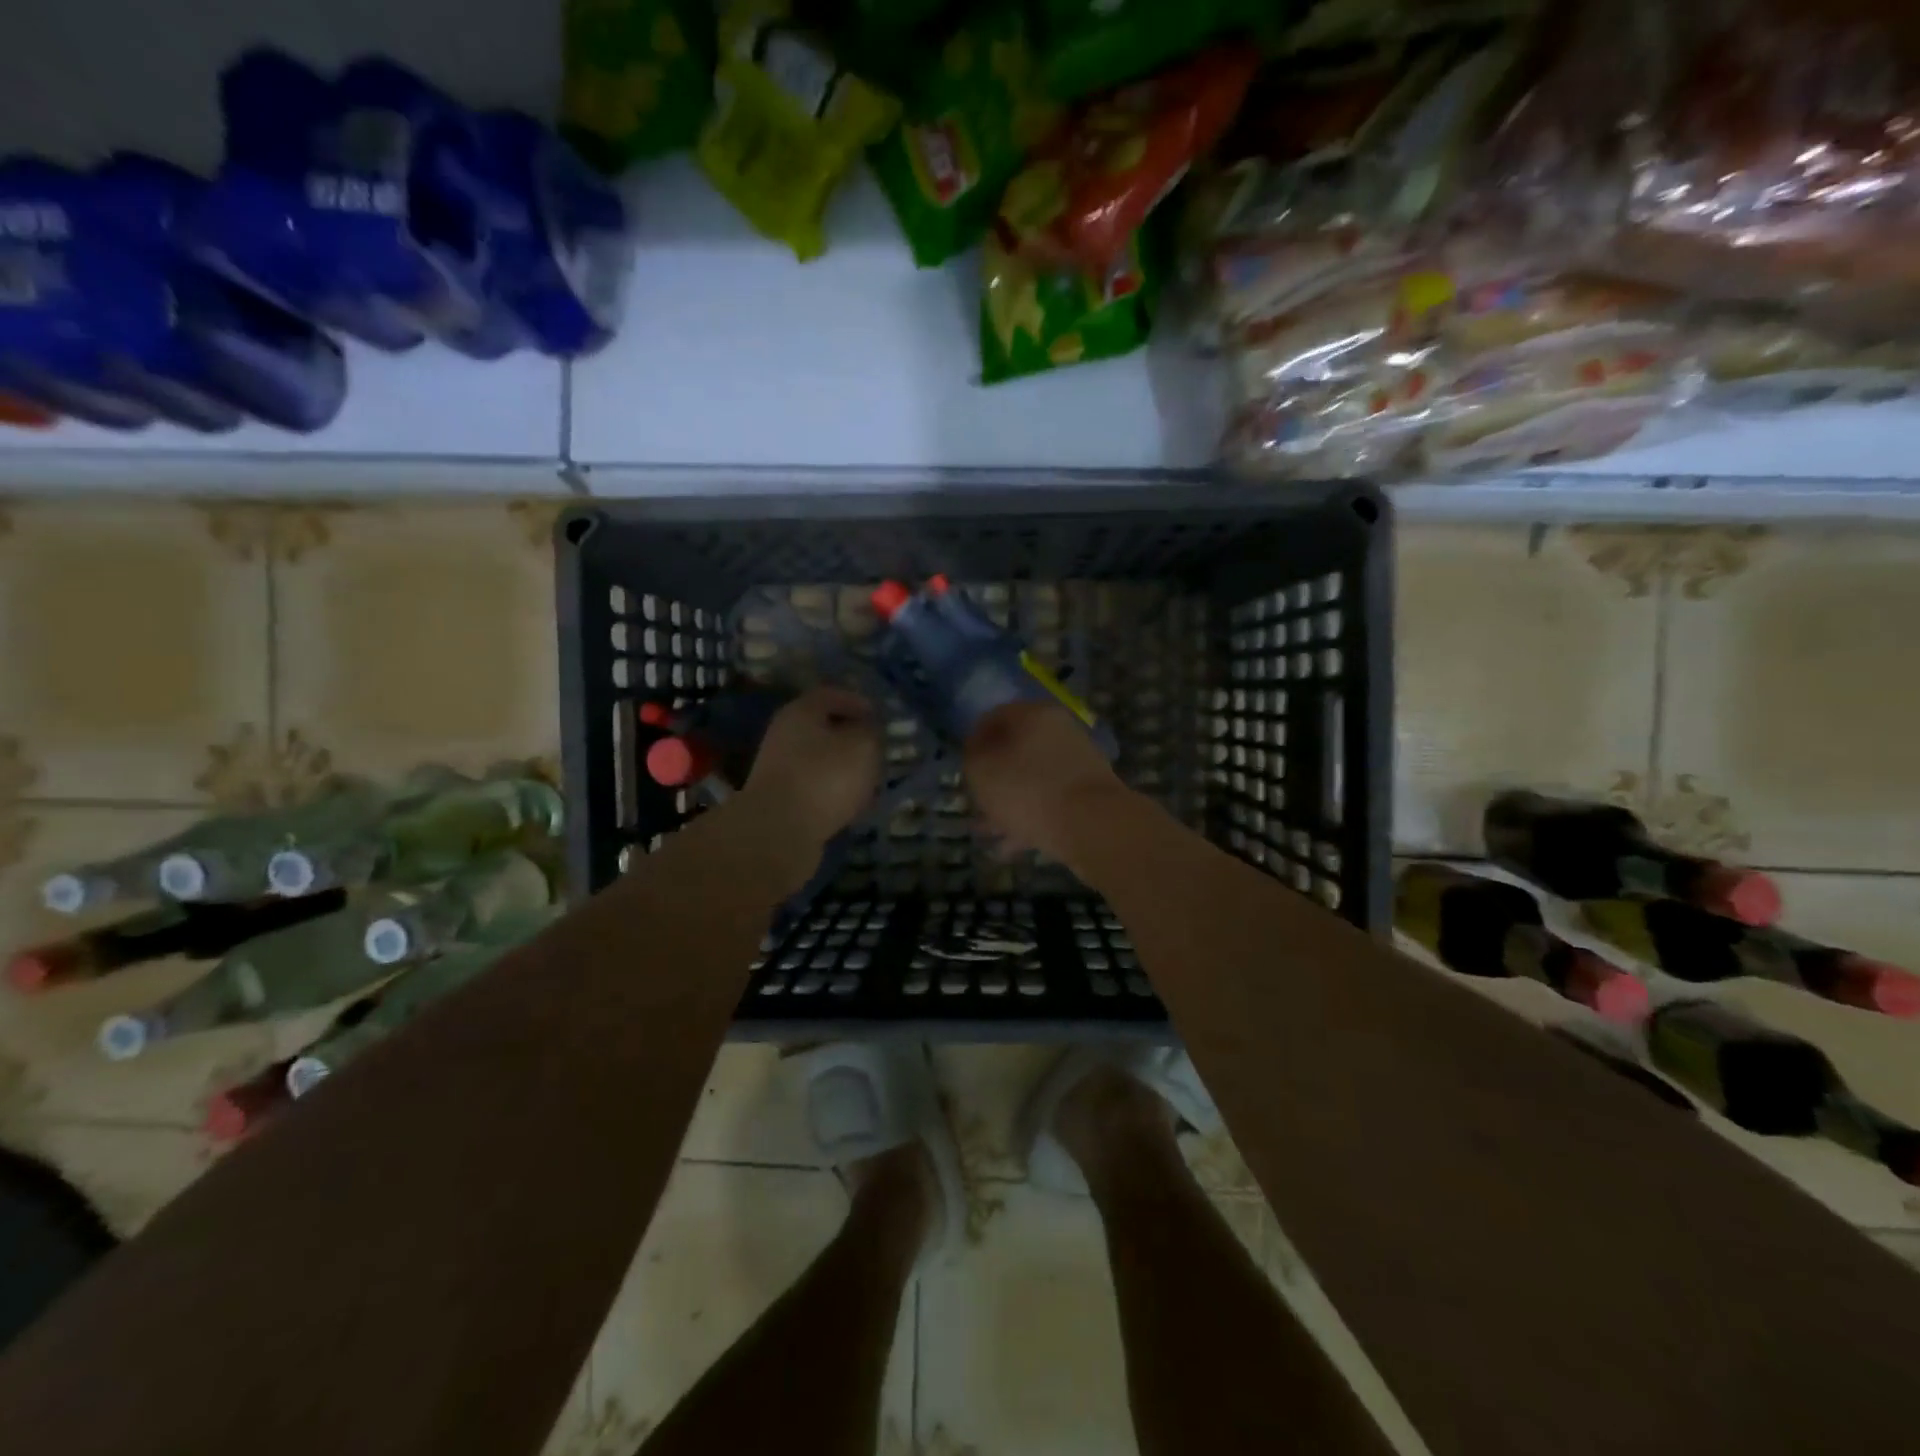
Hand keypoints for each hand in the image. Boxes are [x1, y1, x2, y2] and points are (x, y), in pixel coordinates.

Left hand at [741, 687, 881, 848]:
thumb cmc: (825, 776)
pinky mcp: (781, 800)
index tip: (879, 717)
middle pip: (823, 728)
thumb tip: (868, 731)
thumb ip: (871, 732)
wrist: (779, 831)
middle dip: (852, 738)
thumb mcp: (862, 745)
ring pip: (820, 759)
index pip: (831, 695)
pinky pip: (814, 787)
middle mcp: (785, 734)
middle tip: (878, 750)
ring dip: (844, 767)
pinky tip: (851, 805)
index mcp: (801, 711)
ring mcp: (779, 769)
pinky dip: (833, 792)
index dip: (858, 702)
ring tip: (870, 781)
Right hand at [963, 701, 1129, 868]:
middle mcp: (1059, 730)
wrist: (1094, 826)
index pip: (993, 717)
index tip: (963, 769)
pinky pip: (1050, 799)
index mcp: (1033, 714)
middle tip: (976, 802)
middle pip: (1015, 749)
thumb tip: (977, 751)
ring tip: (989, 831)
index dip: (973, 742)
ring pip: (1032, 777)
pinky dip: (1031, 816)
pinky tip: (1013, 844)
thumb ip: (972, 756)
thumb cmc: (1028, 790)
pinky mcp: (1089, 792)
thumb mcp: (982, 771)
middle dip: (993, 777)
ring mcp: (1078, 761)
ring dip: (1009, 801)